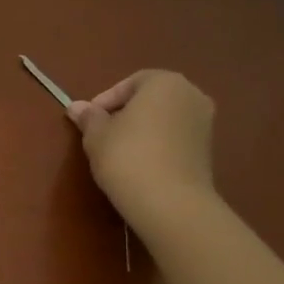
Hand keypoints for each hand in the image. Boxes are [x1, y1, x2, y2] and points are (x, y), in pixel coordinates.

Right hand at [68, 70, 216, 226]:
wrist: (169, 201)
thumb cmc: (127, 156)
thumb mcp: (96, 136)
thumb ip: (89, 117)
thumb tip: (76, 107)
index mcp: (165, 82)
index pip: (131, 82)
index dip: (106, 100)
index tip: (89, 120)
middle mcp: (191, 95)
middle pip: (152, 98)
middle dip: (126, 112)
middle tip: (103, 133)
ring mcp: (205, 122)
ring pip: (165, 118)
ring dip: (143, 129)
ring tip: (120, 150)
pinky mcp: (208, 149)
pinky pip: (176, 138)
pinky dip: (158, 144)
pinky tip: (140, 164)